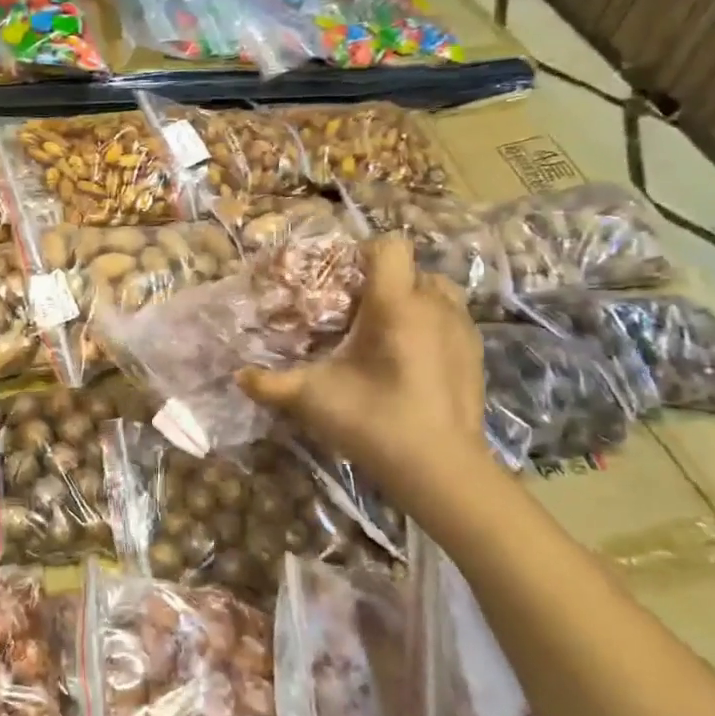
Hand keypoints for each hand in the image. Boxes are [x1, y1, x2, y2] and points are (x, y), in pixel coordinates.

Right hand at [238, 235, 495, 486]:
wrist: (441, 469)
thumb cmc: (374, 422)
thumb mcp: (313, 399)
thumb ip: (270, 384)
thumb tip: (238, 376)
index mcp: (395, 304)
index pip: (389, 246)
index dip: (363, 253)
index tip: (341, 282)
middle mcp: (434, 304)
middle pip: (411, 268)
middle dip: (384, 282)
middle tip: (356, 314)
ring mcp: (462, 327)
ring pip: (436, 291)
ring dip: (411, 301)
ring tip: (386, 333)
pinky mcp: (476, 352)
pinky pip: (451, 318)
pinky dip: (430, 325)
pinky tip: (411, 360)